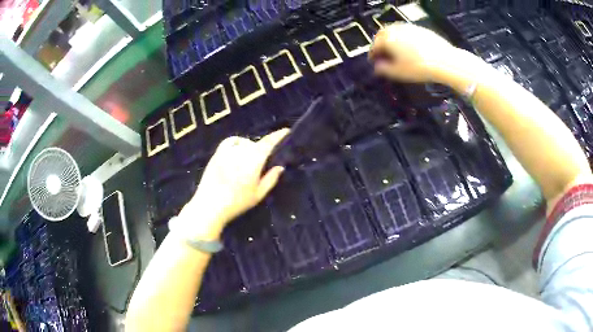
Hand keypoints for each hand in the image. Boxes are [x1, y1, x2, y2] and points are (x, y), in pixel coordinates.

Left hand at [176, 128, 289, 239]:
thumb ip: (271, 179)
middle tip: (263, 162)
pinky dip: (236, 143)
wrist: (210, 204)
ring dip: (250, 148)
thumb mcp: (258, 194)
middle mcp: (241, 151)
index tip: (286, 131)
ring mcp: (227, 150)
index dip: (278, 135)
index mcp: (254, 160)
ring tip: (249, 160)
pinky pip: (230, 142)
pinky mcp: (217, 153)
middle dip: (263, 149)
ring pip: (244, 143)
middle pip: (257, 144)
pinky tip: (237, 151)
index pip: (269, 143)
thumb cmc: (237, 202)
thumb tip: (280, 167)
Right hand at [369, 23, 459, 82]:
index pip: (374, 46)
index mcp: (387, 39)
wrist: (445, 61)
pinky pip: (406, 32)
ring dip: (391, 39)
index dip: (372, 55)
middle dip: (380, 44)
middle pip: (382, 35)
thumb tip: (377, 67)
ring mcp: (409, 28)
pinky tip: (409, 47)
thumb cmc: (419, 68)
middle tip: (382, 54)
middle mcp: (396, 30)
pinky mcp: (420, 29)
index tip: (374, 62)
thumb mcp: (398, 73)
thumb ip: (384, 70)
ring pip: (394, 31)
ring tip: (395, 50)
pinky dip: (403, 38)